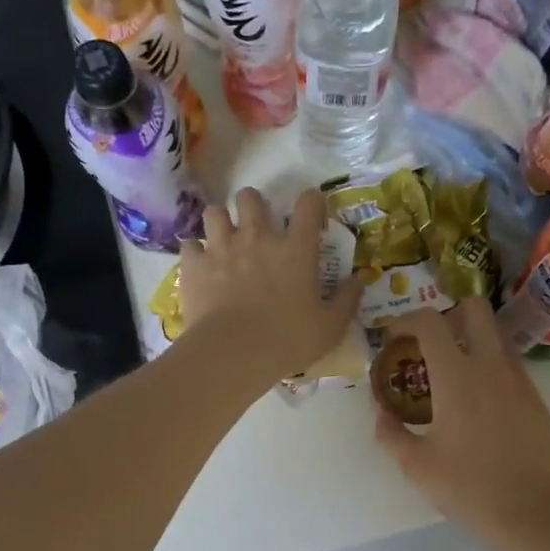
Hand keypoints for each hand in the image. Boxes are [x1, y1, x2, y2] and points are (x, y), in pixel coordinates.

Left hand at [179, 187, 362, 388]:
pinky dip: (196, 253)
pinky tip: (201, 266)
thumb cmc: (288, 340)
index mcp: (296, 248)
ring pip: (215, 211)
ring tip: (224, 240)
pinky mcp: (195, 265)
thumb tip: (359, 280)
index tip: (312, 216)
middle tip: (257, 227)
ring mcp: (222, 247)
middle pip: (251, 196)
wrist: (233, 354)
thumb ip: (347, 300)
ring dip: (221, 222)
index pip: (308, 203)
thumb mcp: (330, 326)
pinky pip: (190, 245)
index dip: (311, 202)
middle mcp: (258, 237)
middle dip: (254, 206)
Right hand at [374, 300, 549, 539]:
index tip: (394, 335)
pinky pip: (511, 362)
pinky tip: (480, 397)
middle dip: (448, 312)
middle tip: (431, 341)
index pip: (430, 322)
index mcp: (456, 377)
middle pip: (475, 309)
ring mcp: (519, 379)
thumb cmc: (468, 488)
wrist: (532, 512)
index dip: (406, 320)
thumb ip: (391, 433)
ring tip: (454, 368)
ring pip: (497, 333)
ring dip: (472, 337)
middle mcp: (490, 366)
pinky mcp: (536, 397)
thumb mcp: (416, 466)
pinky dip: (491, 363)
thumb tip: (381, 412)